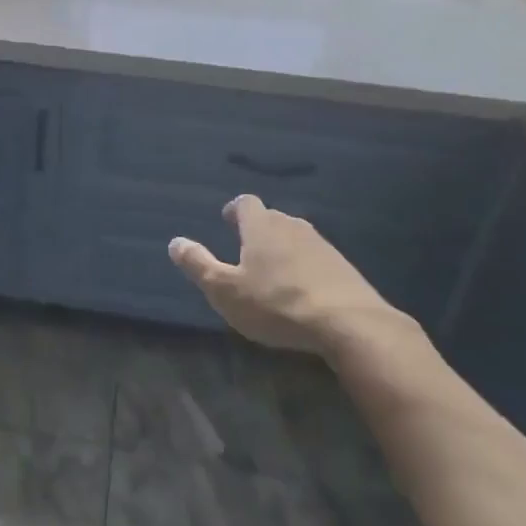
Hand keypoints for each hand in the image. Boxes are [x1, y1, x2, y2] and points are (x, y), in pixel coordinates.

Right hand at [169, 195, 403, 354]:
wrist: (349, 323)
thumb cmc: (277, 303)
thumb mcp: (226, 290)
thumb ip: (198, 265)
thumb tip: (175, 242)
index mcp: (261, 225)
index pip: (245, 203)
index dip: (234, 210)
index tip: (227, 221)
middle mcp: (291, 225)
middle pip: (271, 218)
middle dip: (257, 229)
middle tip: (246, 249)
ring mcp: (321, 244)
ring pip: (295, 237)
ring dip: (282, 249)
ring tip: (273, 271)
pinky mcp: (343, 266)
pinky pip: (316, 258)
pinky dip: (305, 267)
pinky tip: (303, 290)